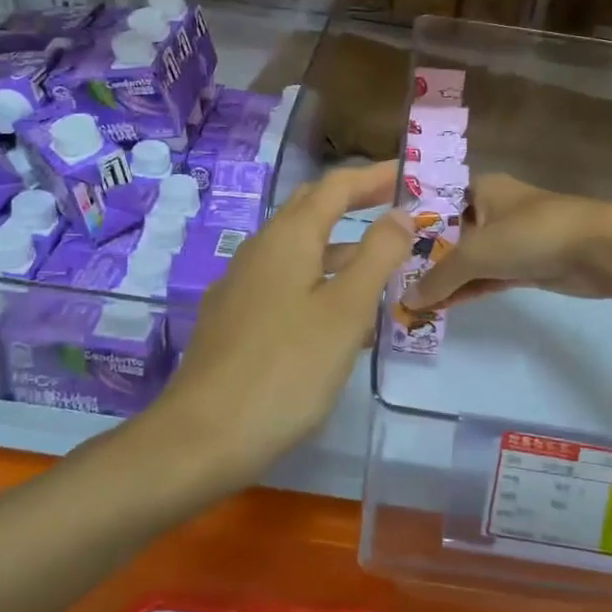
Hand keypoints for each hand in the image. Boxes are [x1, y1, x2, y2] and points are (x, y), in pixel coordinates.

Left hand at [151, 162, 413, 478]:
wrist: (202, 436)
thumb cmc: (286, 369)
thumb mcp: (345, 311)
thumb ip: (377, 256)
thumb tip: (400, 212)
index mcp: (288, 238)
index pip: (335, 187)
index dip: (374, 177)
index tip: (409, 174)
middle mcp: (259, 250)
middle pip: (310, 209)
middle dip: (353, 202)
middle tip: (395, 206)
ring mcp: (240, 285)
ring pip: (297, 249)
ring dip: (339, 247)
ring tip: (380, 263)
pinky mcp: (233, 318)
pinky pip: (284, 282)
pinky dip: (318, 279)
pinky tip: (336, 315)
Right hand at [406, 172, 611, 309]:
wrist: (600, 250)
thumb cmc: (532, 234)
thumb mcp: (477, 254)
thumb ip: (439, 278)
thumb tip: (406, 301)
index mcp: (480, 188)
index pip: (436, 201)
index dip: (412, 222)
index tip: (384, 245)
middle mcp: (493, 208)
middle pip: (450, 232)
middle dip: (425, 256)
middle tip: (391, 279)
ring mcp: (511, 237)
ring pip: (470, 258)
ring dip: (446, 278)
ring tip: (410, 300)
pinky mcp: (526, 264)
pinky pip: (488, 276)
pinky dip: (468, 289)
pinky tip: (442, 306)